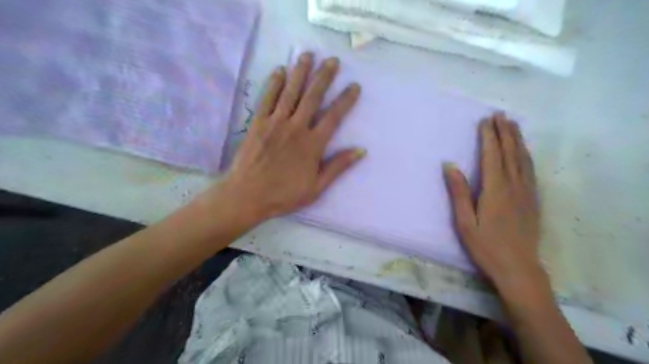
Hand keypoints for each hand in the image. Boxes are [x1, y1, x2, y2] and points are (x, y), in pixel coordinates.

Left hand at [214, 53, 364, 226]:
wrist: (247, 196)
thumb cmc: (284, 195)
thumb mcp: (317, 187)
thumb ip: (338, 167)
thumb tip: (361, 150)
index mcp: (312, 145)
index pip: (334, 117)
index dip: (345, 100)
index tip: (354, 86)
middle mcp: (296, 128)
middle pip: (313, 97)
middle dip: (324, 77)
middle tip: (332, 60)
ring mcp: (275, 123)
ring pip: (291, 92)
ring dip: (300, 72)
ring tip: (308, 55)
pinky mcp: (257, 123)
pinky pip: (267, 98)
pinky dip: (274, 83)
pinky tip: (280, 70)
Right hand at [443, 112, 543, 292]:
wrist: (518, 268)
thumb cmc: (486, 246)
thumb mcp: (465, 222)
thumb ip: (459, 192)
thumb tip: (450, 165)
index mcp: (495, 190)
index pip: (492, 156)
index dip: (488, 137)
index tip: (485, 121)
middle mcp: (514, 186)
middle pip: (510, 153)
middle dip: (505, 132)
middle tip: (500, 114)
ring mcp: (527, 193)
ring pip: (523, 159)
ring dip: (517, 140)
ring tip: (513, 125)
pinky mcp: (533, 200)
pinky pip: (530, 170)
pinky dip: (526, 155)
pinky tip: (524, 151)